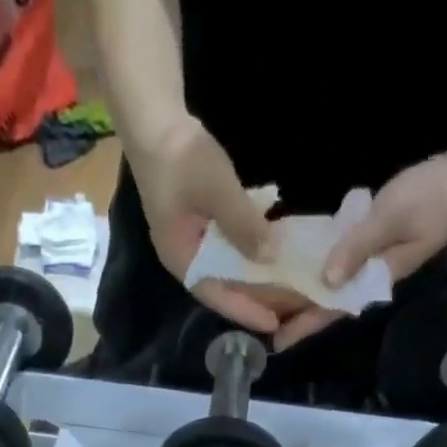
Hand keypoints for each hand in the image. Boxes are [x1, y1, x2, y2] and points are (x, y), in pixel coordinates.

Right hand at [128, 115, 287, 334]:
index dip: (246, 311)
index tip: (274, 326)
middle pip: (226, 289)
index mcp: (183, 260)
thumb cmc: (181, 157)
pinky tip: (276, 256)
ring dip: (258, 279)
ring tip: (289, 288)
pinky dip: (253, 256)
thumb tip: (271, 255)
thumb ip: (242, 224)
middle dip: (258, 299)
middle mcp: (188, 260)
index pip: (218, 297)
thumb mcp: (216, 189)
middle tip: (291, 308)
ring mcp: (194, 243)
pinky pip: (231, 251)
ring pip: (230, 272)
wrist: (155, 121)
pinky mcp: (203, 227)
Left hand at [273, 156, 446, 351]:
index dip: (303, 325)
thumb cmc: (434, 197)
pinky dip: (316, 265)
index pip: (332, 310)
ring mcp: (370, 262)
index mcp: (373, 280)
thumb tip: (327, 279)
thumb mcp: (391, 217)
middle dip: (294, 312)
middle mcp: (368, 279)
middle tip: (259, 321)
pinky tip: (295, 263)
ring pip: (329, 284)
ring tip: (268, 297)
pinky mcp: (371, 243)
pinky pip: (337, 260)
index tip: (276, 342)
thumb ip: (358, 247)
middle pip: (325, 302)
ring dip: (302, 290)